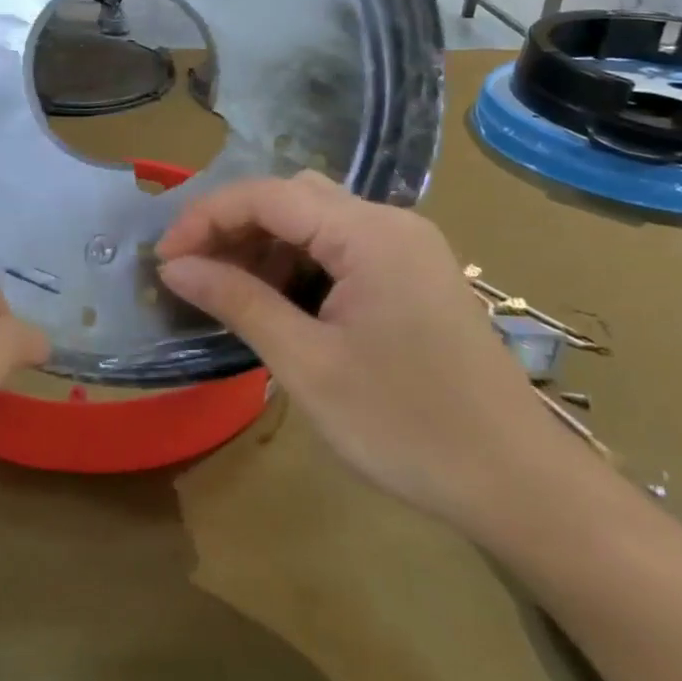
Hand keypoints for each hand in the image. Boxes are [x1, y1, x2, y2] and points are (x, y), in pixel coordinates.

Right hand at [155, 172, 579, 536]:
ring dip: (262, 247)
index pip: (266, 195)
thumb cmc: (406, 425)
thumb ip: (237, 301)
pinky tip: (276, 304)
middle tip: (191, 273)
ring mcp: (407, 249)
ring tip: (225, 292)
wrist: (518, 485)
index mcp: (369, 233)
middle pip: (290, 199)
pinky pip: (338, 250)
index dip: (205, 218)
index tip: (163, 259)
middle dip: (232, 227)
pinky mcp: (412, 277)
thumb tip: (174, 267)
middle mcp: (391, 224)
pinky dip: (296, 266)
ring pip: (313, 222)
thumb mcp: (306, 364)